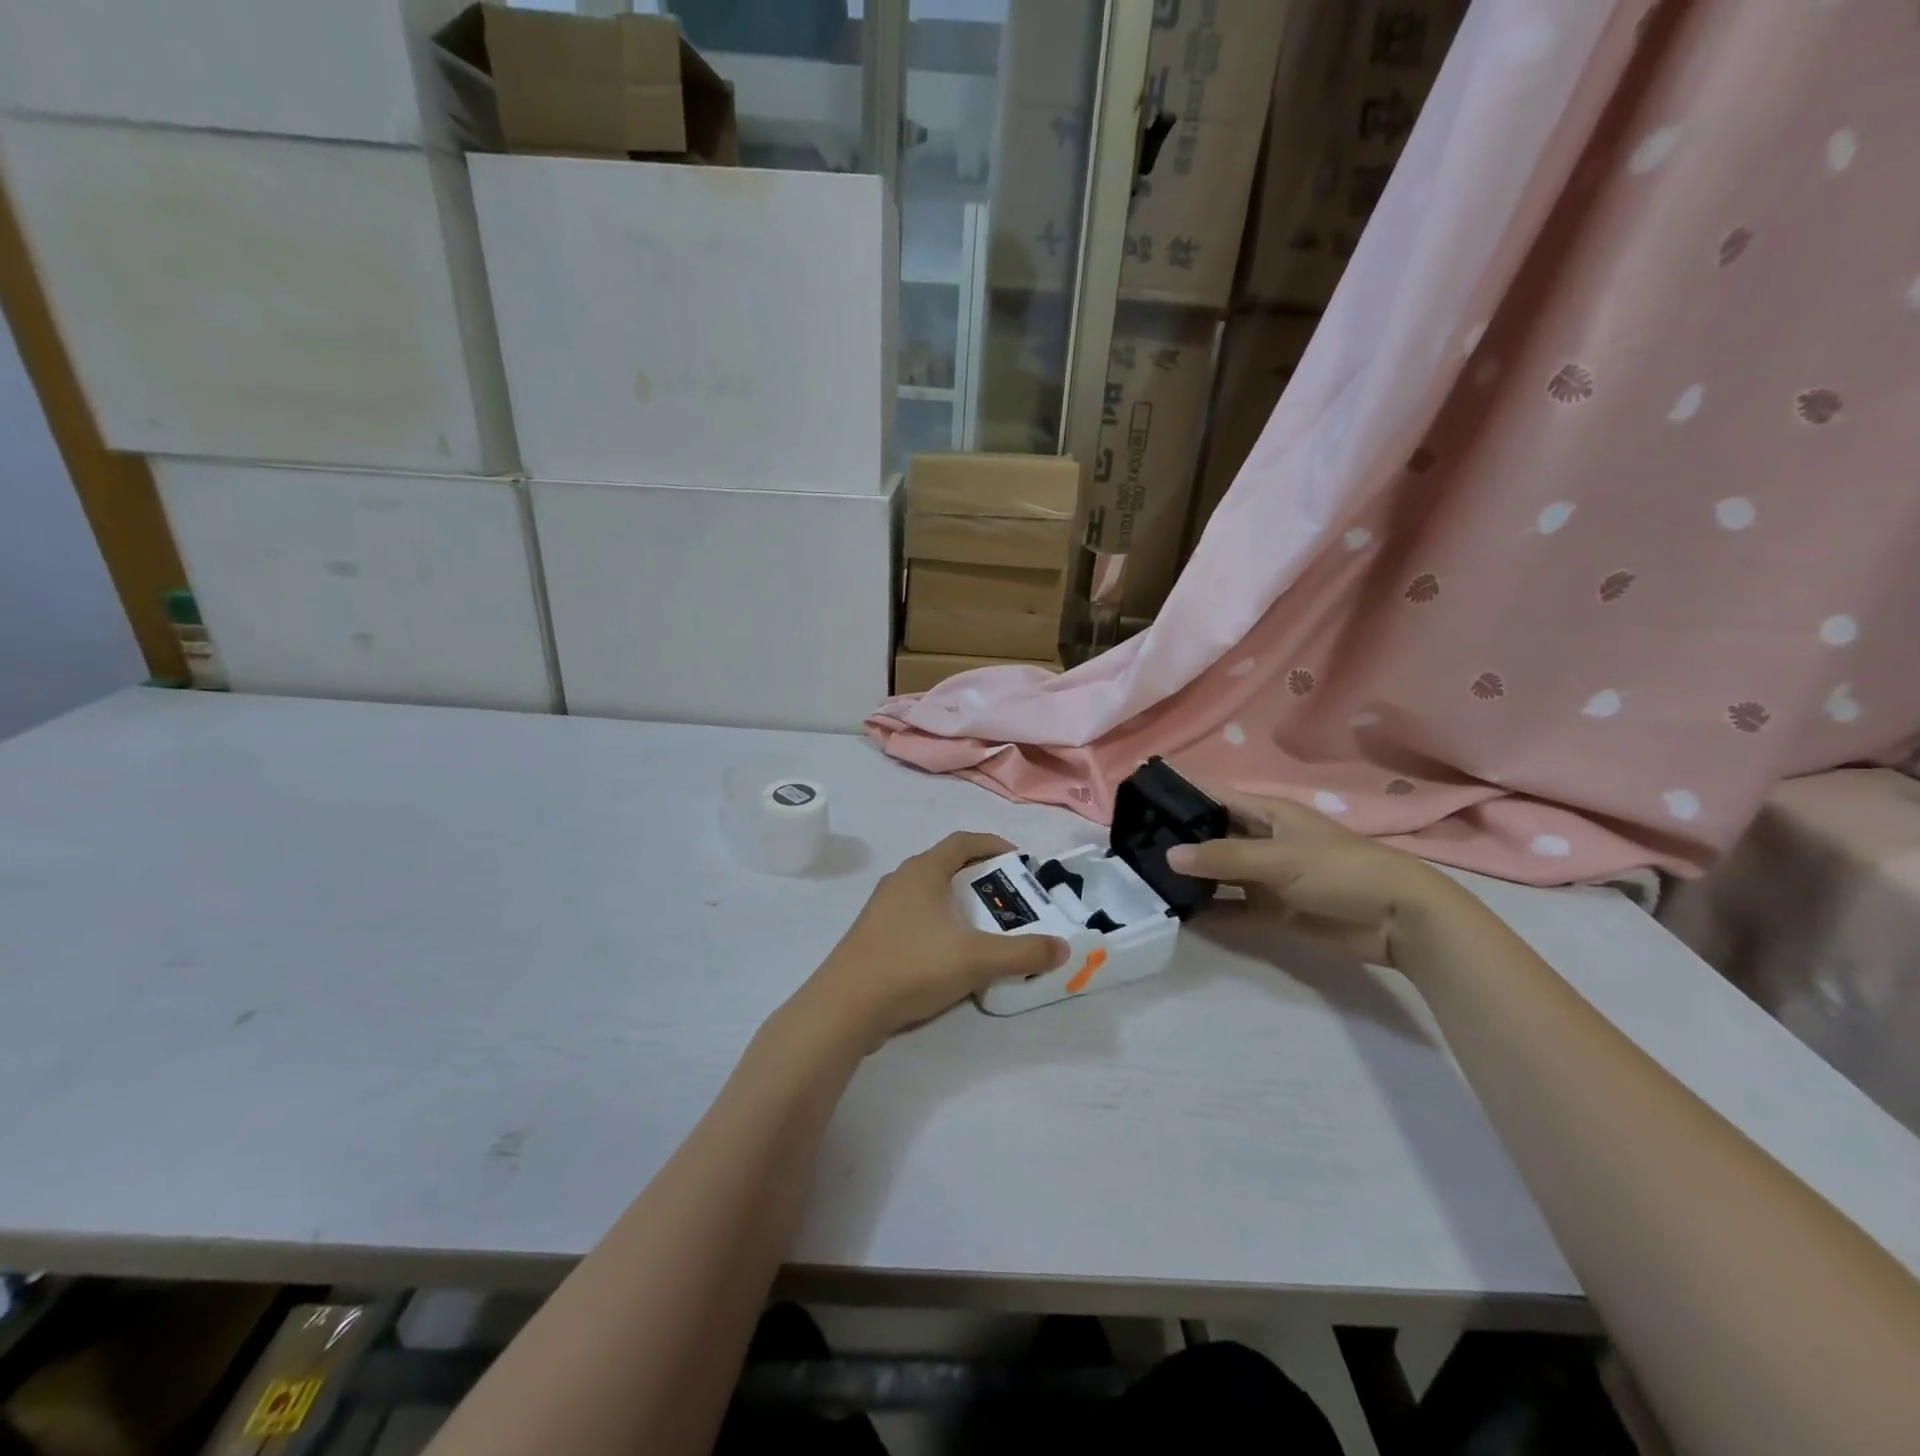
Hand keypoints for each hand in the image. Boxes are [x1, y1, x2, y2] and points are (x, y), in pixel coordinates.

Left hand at [800, 833, 1067, 1046]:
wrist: (844, 1007)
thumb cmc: (912, 967)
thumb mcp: (976, 959)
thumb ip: (1023, 953)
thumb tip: (1064, 948)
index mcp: (922, 871)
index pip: (963, 841)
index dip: (994, 845)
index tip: (1020, 860)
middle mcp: (901, 880)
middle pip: (947, 866)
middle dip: (981, 877)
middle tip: (1009, 899)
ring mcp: (882, 908)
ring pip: (930, 893)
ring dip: (959, 902)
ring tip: (985, 927)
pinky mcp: (873, 934)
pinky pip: (915, 917)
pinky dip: (939, 923)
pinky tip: (950, 954)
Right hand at [1166, 788, 1463, 970]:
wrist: (1398, 921)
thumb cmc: (1341, 871)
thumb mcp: (1280, 858)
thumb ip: (1224, 857)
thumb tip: (1169, 856)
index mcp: (1267, 814)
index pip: (1214, 797)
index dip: (1180, 795)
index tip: (1139, 800)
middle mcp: (1261, 841)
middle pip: (1211, 836)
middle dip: (1177, 840)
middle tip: (1131, 847)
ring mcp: (1265, 877)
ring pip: (1218, 873)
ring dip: (1190, 877)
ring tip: (1144, 879)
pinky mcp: (1271, 910)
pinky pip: (1231, 908)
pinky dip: (1208, 911)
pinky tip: (1178, 914)